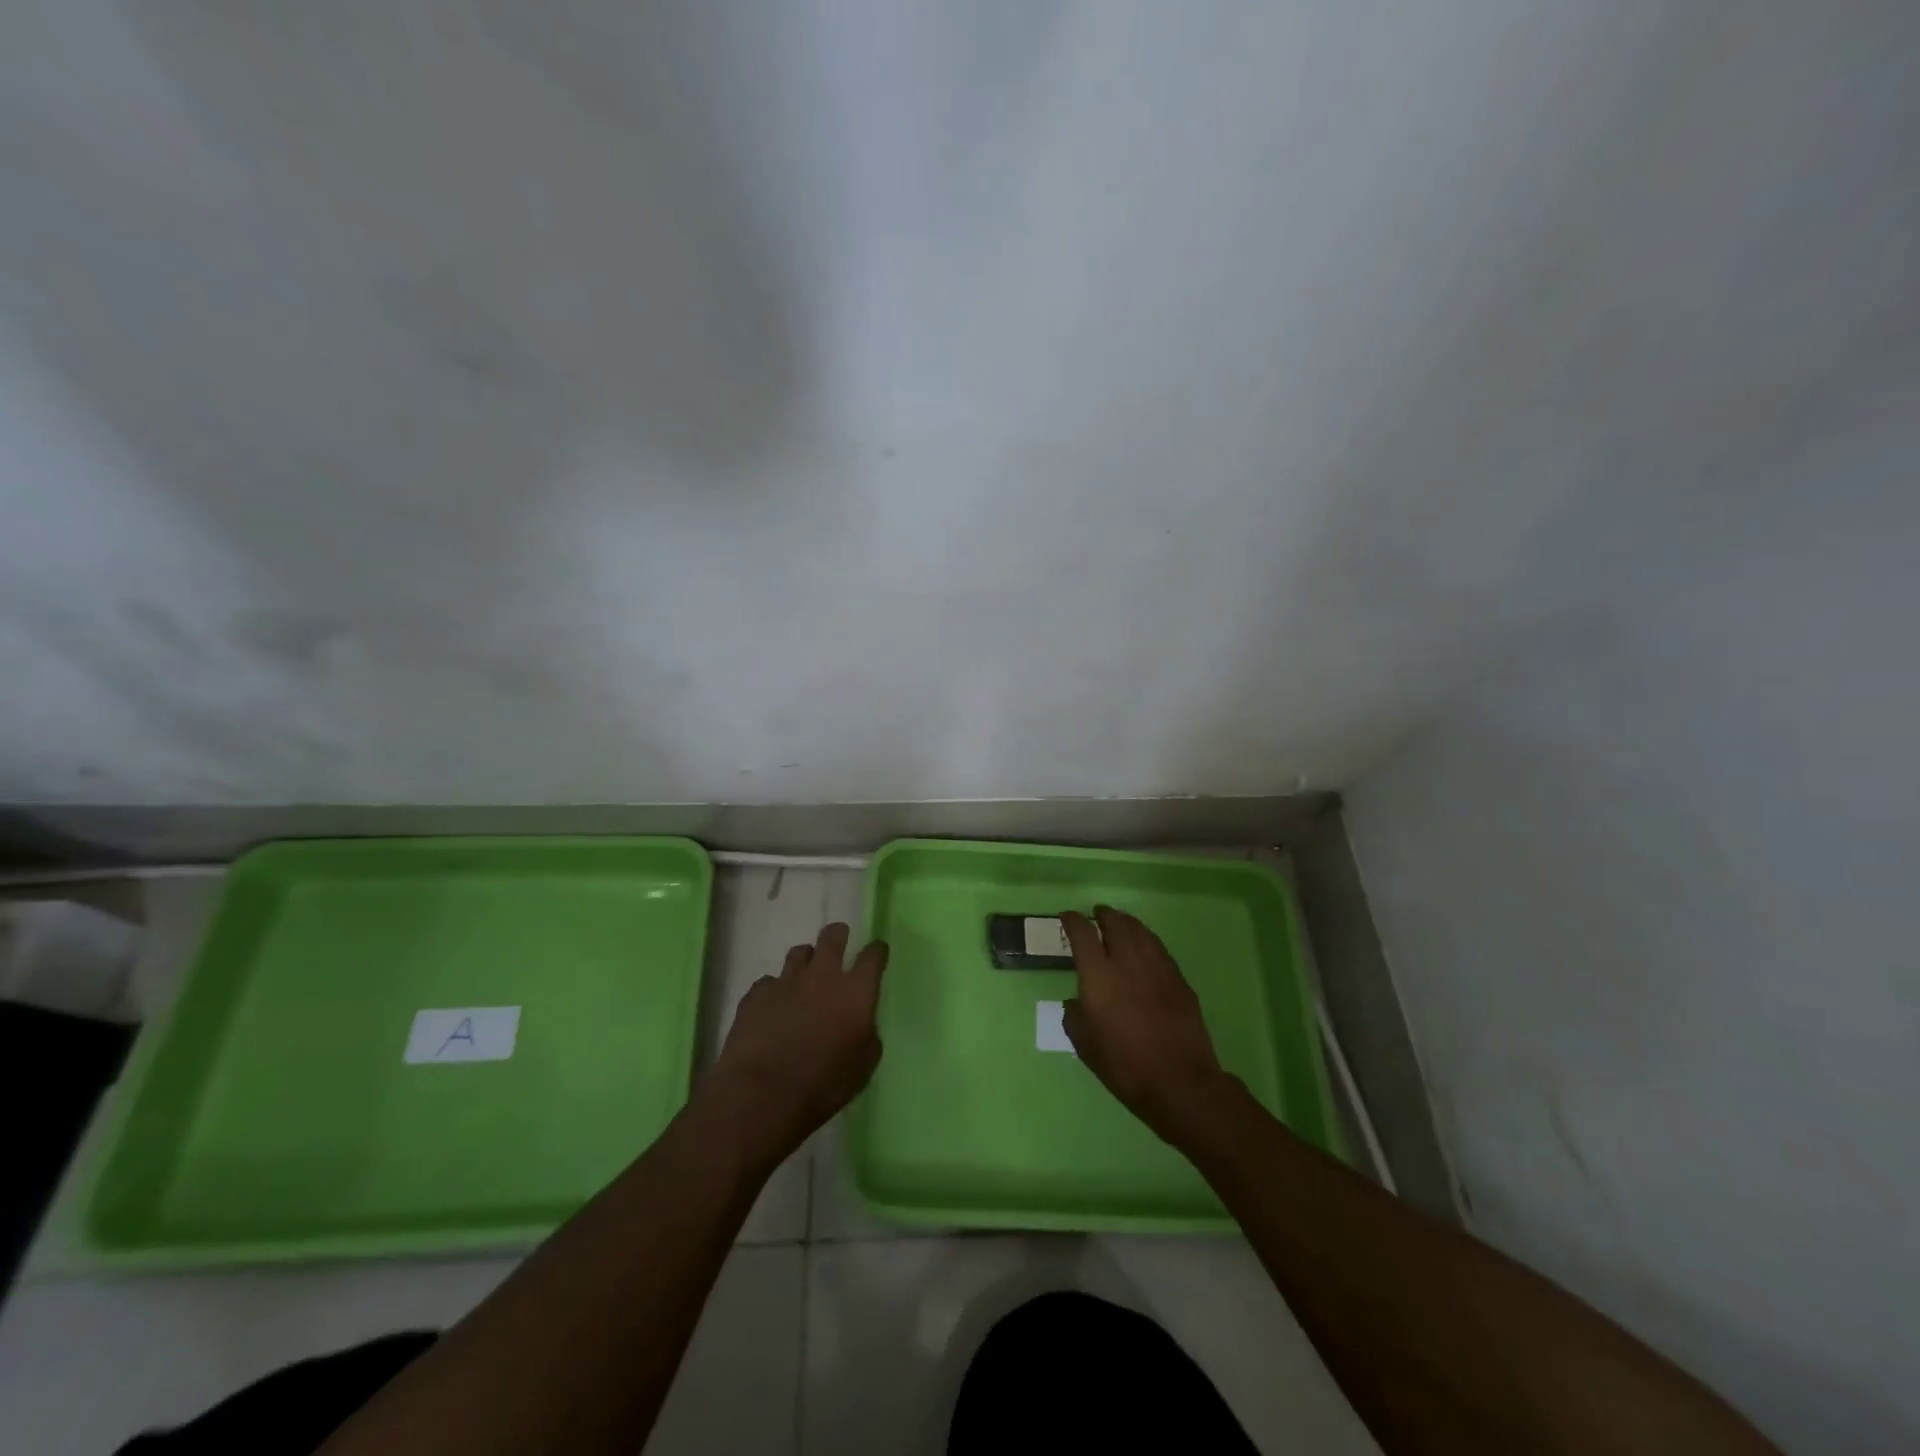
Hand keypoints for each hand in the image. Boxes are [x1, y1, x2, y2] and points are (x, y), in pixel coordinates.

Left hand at [706, 922, 888, 1164]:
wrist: (763, 1093)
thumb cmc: (823, 1084)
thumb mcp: (863, 1067)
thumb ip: (867, 1037)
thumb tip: (862, 1026)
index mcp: (856, 992)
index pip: (872, 956)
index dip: (877, 951)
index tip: (877, 952)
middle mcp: (823, 976)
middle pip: (832, 937)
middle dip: (838, 935)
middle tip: (839, 940)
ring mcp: (786, 981)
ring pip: (799, 953)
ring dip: (805, 960)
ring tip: (804, 976)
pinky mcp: (756, 994)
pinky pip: (768, 982)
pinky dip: (774, 990)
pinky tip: (772, 1007)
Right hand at [1061, 906, 1228, 1142]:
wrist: (1180, 1082)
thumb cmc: (1124, 1066)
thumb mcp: (1085, 1045)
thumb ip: (1074, 1017)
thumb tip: (1076, 1002)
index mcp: (1099, 976)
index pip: (1082, 934)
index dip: (1073, 921)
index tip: (1067, 917)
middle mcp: (1127, 962)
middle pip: (1116, 924)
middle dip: (1104, 915)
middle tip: (1097, 914)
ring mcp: (1157, 967)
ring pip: (1140, 931)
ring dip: (1127, 922)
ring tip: (1120, 922)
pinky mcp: (1178, 979)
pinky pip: (1158, 948)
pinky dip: (1147, 939)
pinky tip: (1145, 946)